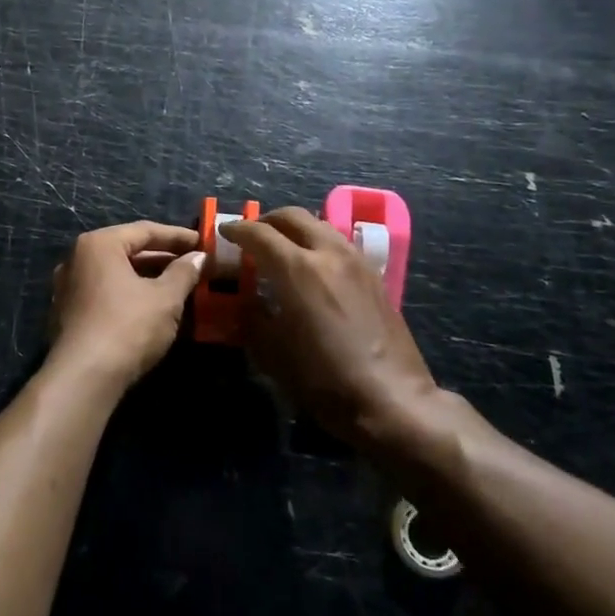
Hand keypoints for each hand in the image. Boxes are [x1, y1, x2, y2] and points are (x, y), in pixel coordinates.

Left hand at [49, 221, 205, 389]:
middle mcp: (77, 258)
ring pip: (117, 273)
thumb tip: (198, 257)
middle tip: (194, 264)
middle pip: (128, 250)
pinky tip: (153, 306)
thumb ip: (184, 272)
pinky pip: (106, 292)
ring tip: (179, 285)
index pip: (145, 230)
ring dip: (148, 277)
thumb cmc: (128, 326)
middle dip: (163, 258)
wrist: (84, 377)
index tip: (203, 242)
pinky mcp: (69, 313)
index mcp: (99, 244)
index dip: (178, 237)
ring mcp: (69, 286)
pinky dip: (130, 293)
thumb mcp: (165, 298)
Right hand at [221, 207, 438, 444]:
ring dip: (295, 229)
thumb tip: (246, 298)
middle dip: (267, 220)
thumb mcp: (271, 352)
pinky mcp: (374, 275)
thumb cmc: (323, 379)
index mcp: (297, 269)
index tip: (224, 232)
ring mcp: (356, 261)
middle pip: (293, 216)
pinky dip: (317, 242)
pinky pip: (338, 243)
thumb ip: (252, 315)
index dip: (237, 229)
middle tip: (252, 234)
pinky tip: (312, 267)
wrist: (390, 399)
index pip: (260, 233)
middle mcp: (328, 253)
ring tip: (281, 248)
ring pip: (320, 225)